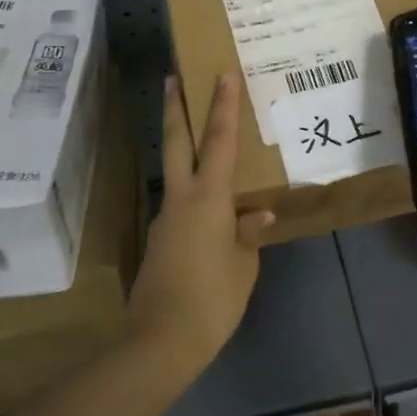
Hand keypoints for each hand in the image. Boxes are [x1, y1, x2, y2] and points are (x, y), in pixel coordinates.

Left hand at [126, 72, 272, 370]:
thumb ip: (248, 234)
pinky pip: (181, 204)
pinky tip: (212, 211)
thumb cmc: (212, 299)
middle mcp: (181, 199)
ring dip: (182, 148)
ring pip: (175, 172)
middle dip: (175, 107)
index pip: (218, 140)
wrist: (159, 342)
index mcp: (208, 198)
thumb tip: (256, 213)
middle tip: (173, 77)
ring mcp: (165, 219)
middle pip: (175, 142)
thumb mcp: (244, 266)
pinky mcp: (160, 240)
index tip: (222, 73)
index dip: (222, 105)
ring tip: (204, 142)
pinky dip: (194, 192)